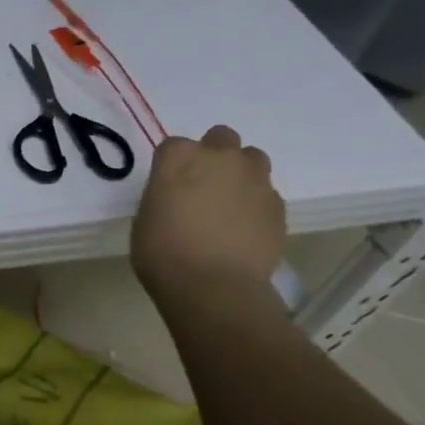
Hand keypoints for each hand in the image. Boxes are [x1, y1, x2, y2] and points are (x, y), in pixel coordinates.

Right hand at [131, 125, 285, 301]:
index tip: (168, 186)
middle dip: (214, 155)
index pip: (174, 146)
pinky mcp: (278, 205)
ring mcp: (254, 180)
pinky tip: (244, 229)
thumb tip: (177, 197)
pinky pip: (267, 194)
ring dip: (241, 173)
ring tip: (229, 204)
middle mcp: (220, 158)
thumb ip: (164, 195)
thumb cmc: (163, 253)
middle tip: (203, 186)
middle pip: (221, 138)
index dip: (172, 165)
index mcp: (179, 158)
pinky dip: (256, 204)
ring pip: (252, 159)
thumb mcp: (146, 218)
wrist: (213, 287)